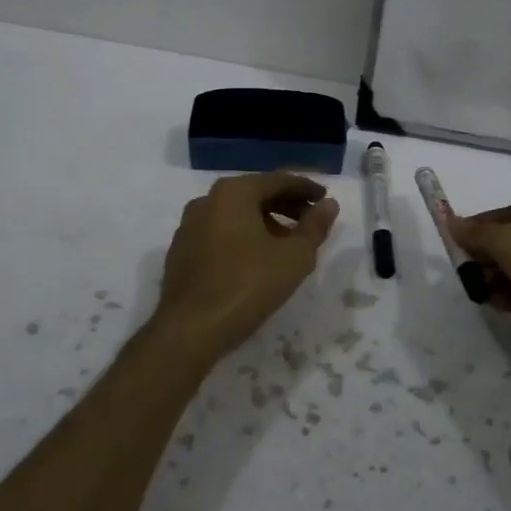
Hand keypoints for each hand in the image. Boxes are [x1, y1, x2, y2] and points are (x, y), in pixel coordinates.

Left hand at [152, 172, 338, 360]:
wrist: (190, 330)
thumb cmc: (248, 285)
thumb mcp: (294, 257)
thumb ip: (315, 227)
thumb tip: (329, 205)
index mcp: (233, 193)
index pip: (277, 180)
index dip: (305, 188)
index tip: (325, 199)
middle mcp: (206, 201)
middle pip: (254, 194)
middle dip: (285, 205)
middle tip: (310, 220)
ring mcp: (189, 227)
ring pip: (235, 215)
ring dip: (265, 222)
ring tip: (288, 243)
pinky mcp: (181, 252)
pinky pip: (219, 233)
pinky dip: (242, 237)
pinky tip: (256, 260)